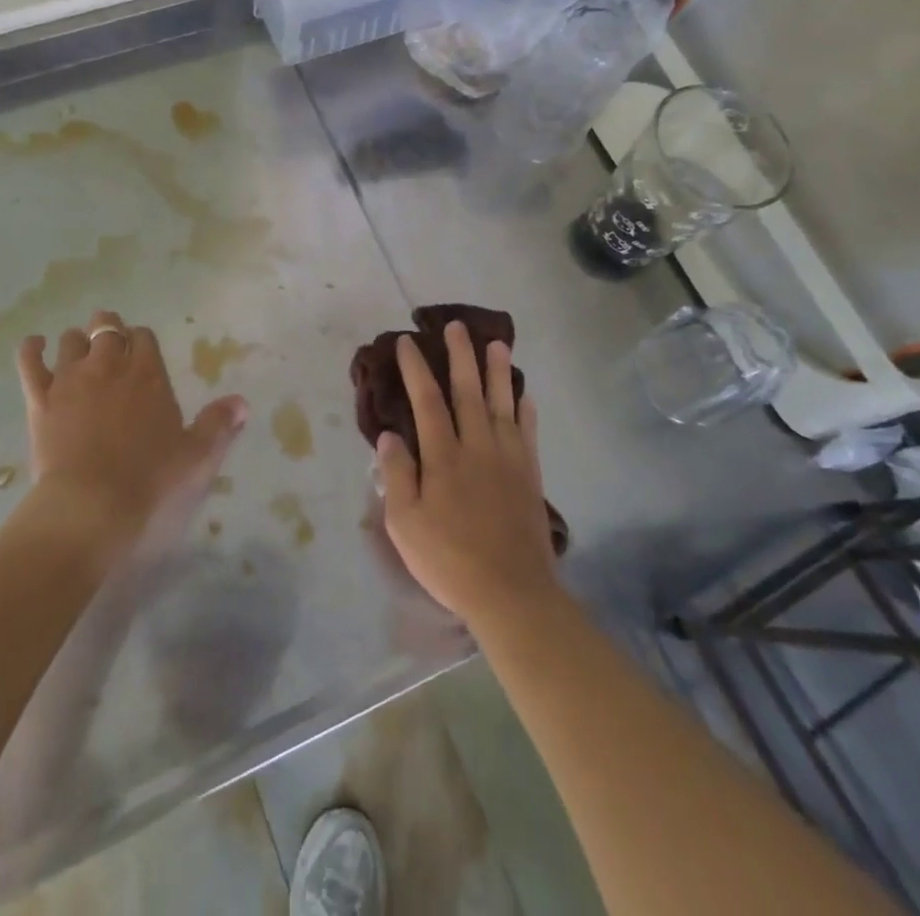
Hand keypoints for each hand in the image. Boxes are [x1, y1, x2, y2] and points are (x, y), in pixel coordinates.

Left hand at [16, 310, 247, 552]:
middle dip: (109, 330)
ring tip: (80, 353)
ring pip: (71, 339)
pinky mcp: (40, 400)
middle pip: (106, 328)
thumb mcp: (198, 459)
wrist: (90, 510)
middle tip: (112, 347)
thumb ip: (218, 425)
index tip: (142, 354)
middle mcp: (109, 366)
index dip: (142, 341)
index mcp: (149, 375)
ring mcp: (70, 380)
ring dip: (77, 341)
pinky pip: (30, 361)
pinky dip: (32, 348)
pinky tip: (35, 346)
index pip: (145, 337)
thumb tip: (241, 402)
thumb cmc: (151, 485)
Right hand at [376, 322, 558, 628]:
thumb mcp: (405, 523)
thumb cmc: (449, 559)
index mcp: (443, 456)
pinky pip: (529, 433)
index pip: (427, 401)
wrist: (512, 593)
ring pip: (502, 404)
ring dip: (499, 372)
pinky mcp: (530, 476)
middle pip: (468, 391)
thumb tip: (390, 435)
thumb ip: (397, 475)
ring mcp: (508, 459)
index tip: (407, 342)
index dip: (416, 369)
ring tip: (498, 343)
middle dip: (461, 356)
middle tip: (457, 326)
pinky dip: (526, 411)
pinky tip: (525, 396)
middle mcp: (477, 447)